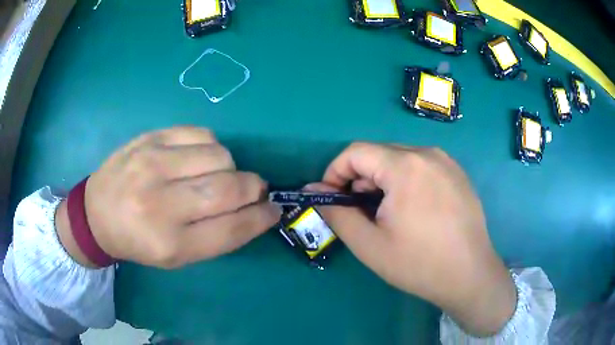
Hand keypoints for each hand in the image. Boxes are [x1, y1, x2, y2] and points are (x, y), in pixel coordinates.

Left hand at [56, 127, 280, 268]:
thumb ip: (216, 236)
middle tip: (253, 191)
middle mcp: (160, 204)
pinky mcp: (150, 139)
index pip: (231, 229)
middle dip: (254, 189)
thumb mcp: (176, 256)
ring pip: (220, 156)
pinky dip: (210, 147)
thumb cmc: (139, 242)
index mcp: (169, 244)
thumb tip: (255, 211)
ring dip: (229, 168)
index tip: (273, 211)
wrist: (97, 213)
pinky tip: (197, 158)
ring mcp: (152, 164)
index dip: (261, 218)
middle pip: (229, 188)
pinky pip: (201, 133)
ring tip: (215, 175)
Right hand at [306, 143, 515, 336]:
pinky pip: (421, 165)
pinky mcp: (457, 173)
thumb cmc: (418, 264)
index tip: (332, 198)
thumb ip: (336, 213)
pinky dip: (405, 180)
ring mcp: (446, 161)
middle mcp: (427, 153)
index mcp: (405, 165)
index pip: (355, 152)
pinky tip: (412, 209)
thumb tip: (312, 191)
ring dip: (382, 179)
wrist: (470, 275)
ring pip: (400, 158)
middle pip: (378, 153)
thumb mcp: (368, 244)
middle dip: (359, 177)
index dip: (335, 172)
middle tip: (359, 210)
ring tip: (386, 212)